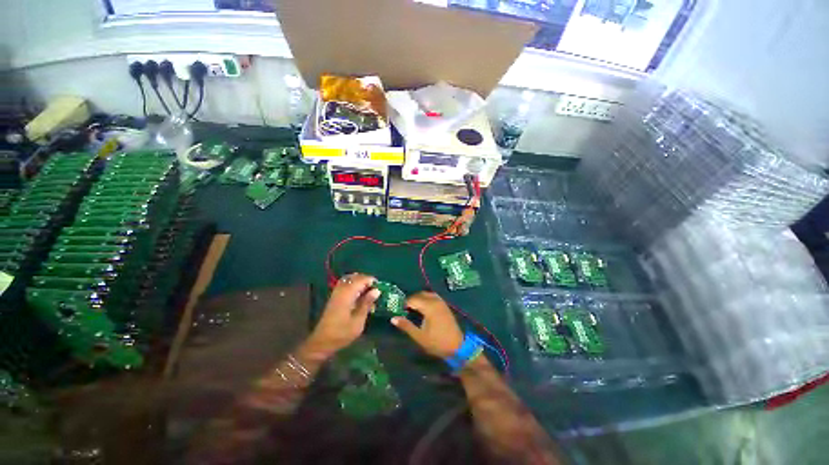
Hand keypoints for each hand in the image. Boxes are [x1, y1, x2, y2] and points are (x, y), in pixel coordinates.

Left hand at [304, 273, 379, 358]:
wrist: (321, 342)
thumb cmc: (342, 333)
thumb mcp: (358, 321)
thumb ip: (367, 303)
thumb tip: (377, 290)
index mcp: (347, 294)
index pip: (361, 280)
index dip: (372, 281)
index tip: (381, 287)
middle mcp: (341, 290)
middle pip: (355, 277)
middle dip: (366, 280)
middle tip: (376, 288)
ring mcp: (336, 293)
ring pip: (349, 279)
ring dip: (360, 281)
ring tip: (369, 290)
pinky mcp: (334, 297)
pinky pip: (345, 284)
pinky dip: (353, 284)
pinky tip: (359, 293)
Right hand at [391, 292, 463, 358]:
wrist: (457, 346)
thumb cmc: (437, 342)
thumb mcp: (419, 336)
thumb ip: (406, 326)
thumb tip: (393, 318)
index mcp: (429, 307)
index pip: (413, 299)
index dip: (405, 304)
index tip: (400, 312)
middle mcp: (435, 301)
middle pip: (420, 294)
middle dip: (412, 300)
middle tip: (406, 310)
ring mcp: (441, 302)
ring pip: (427, 294)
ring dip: (419, 298)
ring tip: (414, 309)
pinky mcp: (445, 305)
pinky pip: (433, 296)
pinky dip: (426, 299)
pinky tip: (424, 308)